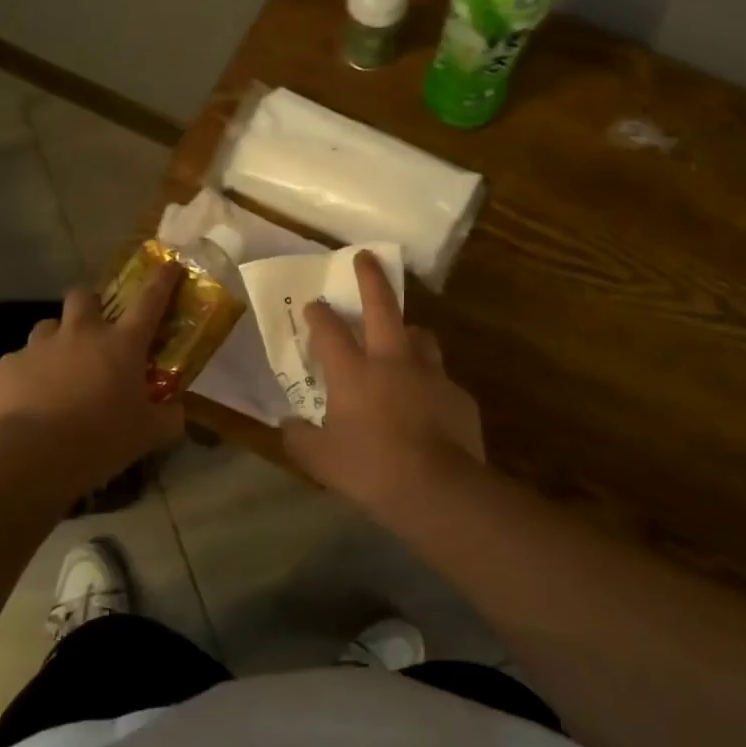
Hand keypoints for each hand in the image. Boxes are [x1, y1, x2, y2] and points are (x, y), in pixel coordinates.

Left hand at [0, 263, 185, 488]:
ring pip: (48, 326)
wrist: (34, 455)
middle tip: (94, 331)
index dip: (162, 280)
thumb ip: (169, 418)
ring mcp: (40, 346)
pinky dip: (29, 373)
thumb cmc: (102, 438)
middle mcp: (81, 333)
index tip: (169, 265)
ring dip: (57, 340)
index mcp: (122, 344)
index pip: (150, 301)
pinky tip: (30, 399)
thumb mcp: (149, 434)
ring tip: (59, 369)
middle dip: (90, 305)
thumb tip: (178, 412)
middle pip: (84, 296)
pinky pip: (20, 360)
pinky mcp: (8, 365)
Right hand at [282, 250, 483, 513]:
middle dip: (370, 278)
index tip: (313, 304)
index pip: (329, 330)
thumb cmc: (370, 470)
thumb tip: (287, 426)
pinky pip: (440, 378)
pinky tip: (427, 402)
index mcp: (353, 372)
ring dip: (407, 330)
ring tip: (402, 338)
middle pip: (382, 306)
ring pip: (419, 335)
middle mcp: (392, 361)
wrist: (438, 489)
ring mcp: (430, 374)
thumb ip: (299, 439)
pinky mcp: (458, 394)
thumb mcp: (321, 460)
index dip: (318, 314)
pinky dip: (429, 381)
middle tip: (365, 257)